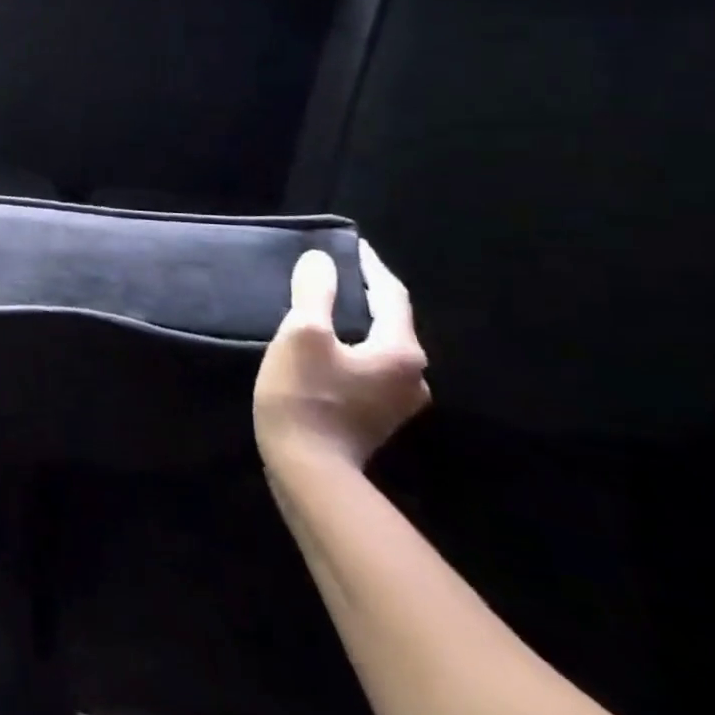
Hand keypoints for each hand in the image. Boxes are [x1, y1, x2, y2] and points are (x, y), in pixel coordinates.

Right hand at [254, 241, 428, 472]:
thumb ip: (314, 293)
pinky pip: (368, 368)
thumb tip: (321, 261)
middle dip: (363, 295)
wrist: (308, 469)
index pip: (390, 295)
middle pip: (389, 321)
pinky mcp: (377, 417)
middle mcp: (412, 374)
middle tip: (334, 274)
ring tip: (326, 307)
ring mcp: (398, 400)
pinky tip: (327, 348)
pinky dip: (351, 349)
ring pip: (379, 346)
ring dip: (356, 324)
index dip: (369, 266)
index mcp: (401, 350)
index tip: (351, 245)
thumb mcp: (302, 334)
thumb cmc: (305, 396)